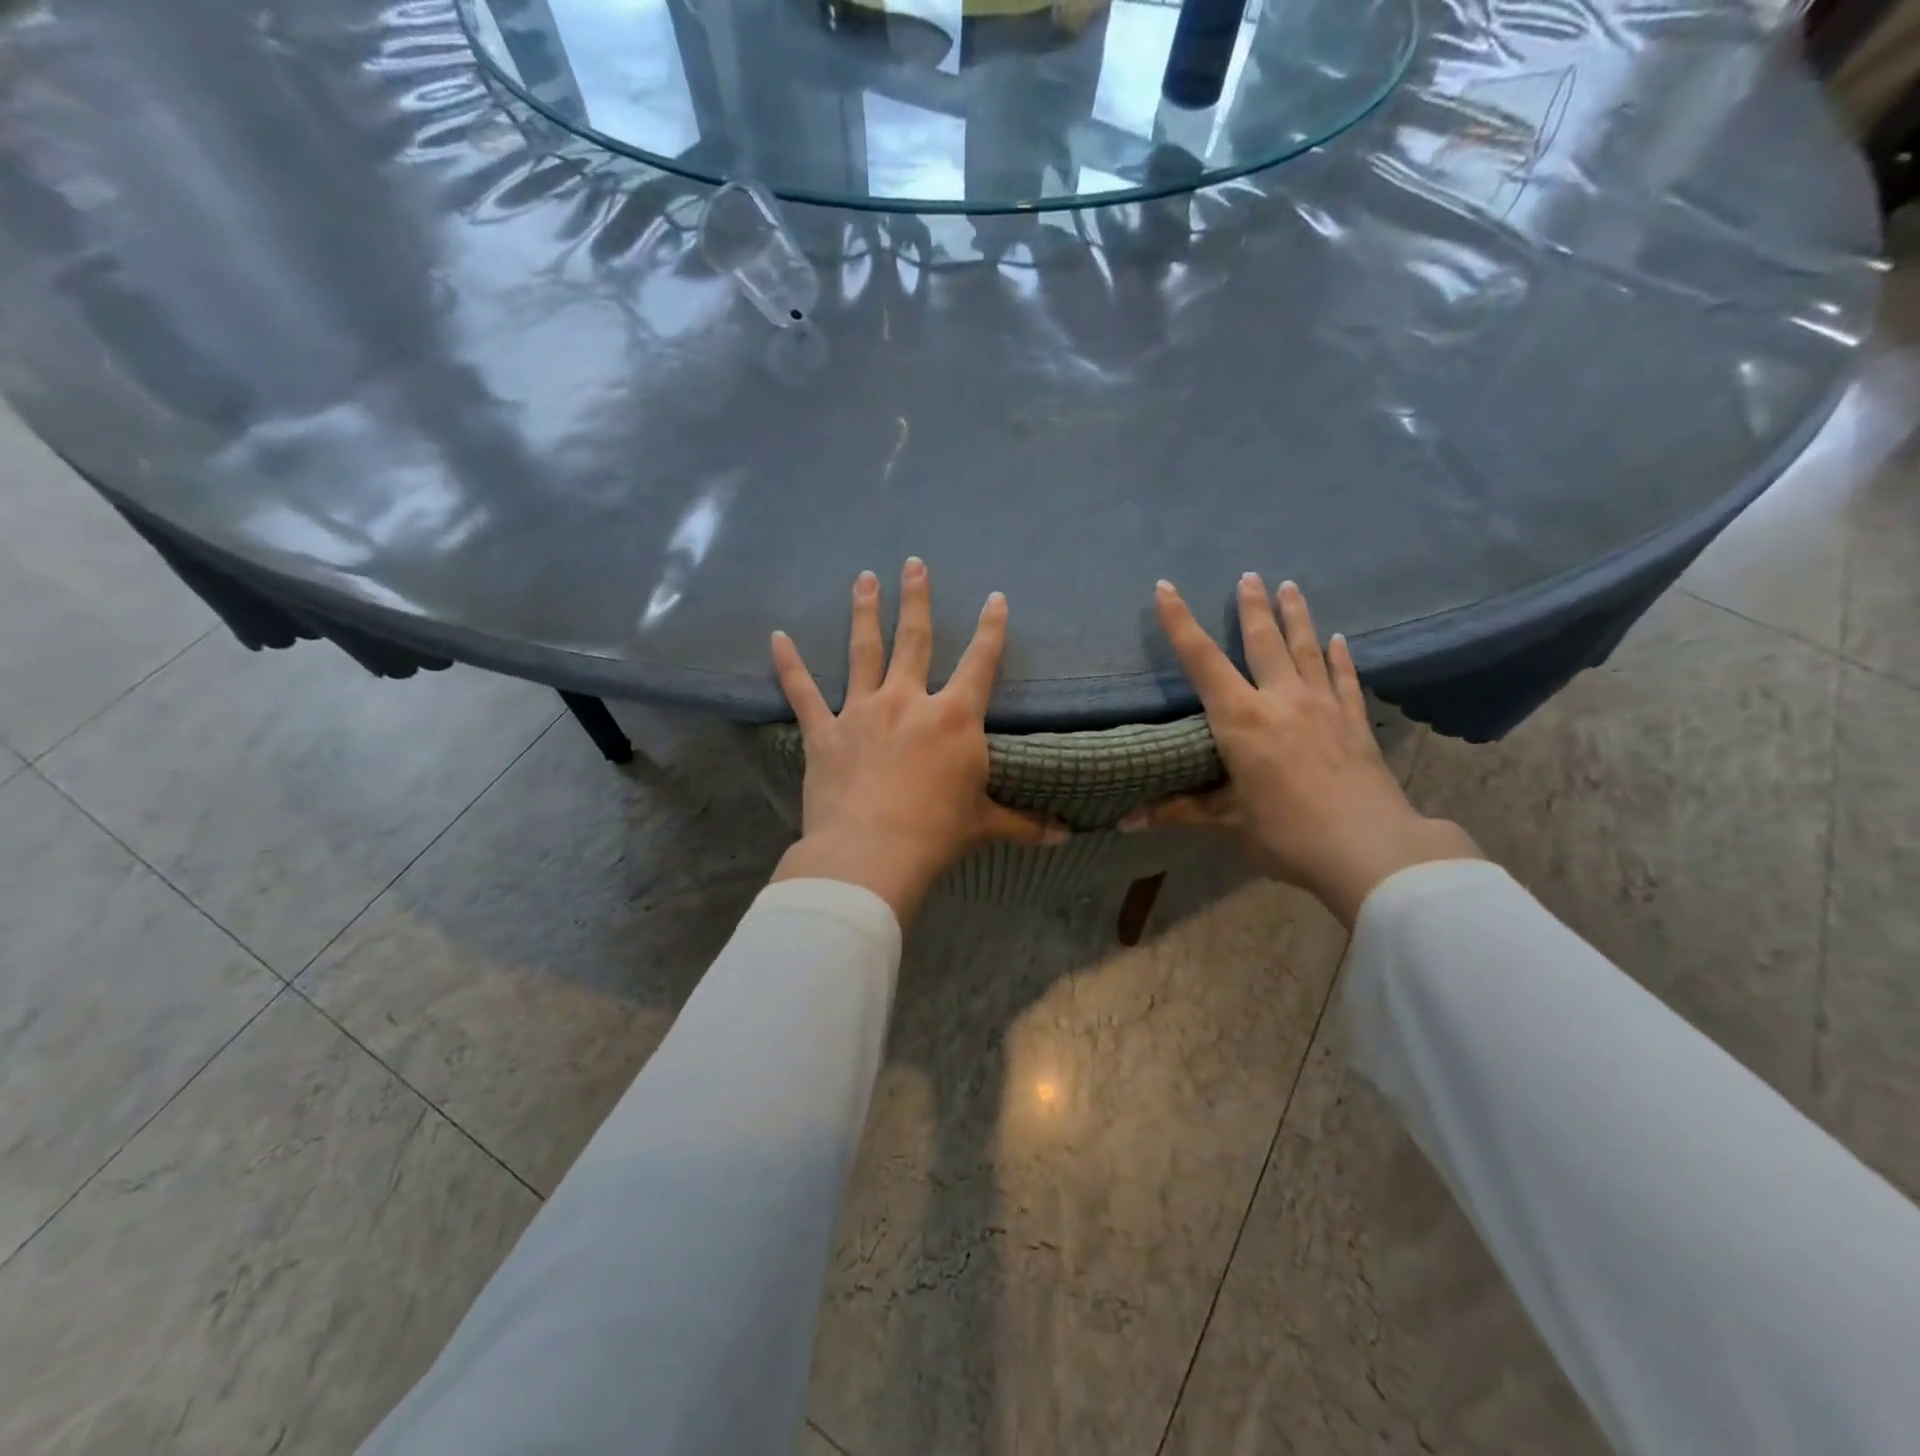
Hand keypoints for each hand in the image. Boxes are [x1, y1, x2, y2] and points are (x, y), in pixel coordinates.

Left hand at [769, 558, 1066, 925]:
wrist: (871, 854)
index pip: (979, 662)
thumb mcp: (984, 825)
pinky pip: (803, 692)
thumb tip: (1065, 836)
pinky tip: (777, 638)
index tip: (995, 598)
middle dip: (916, 599)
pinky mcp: (824, 732)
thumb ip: (1023, 823)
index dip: (991, 629)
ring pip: (863, 651)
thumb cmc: (935, 834)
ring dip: (864, 611)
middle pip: (914, 639)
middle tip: (912, 563)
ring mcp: (862, 712)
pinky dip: (789, 665)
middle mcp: (908, 701)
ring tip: (864, 578)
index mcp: (954, 718)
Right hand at [1125, 575, 1479, 926]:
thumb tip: (1122, 822)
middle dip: (1252, 606)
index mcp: (1241, 719)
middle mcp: (1281, 700)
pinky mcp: (1355, 722)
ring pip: (1306, 649)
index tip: (1166, 588)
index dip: (1180, 622)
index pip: (1202, 660)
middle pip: (1263, 641)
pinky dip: (1340, 657)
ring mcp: (1324, 706)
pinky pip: (1346, 679)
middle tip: (1248, 574)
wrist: (1371, 851)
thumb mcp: (1227, 822)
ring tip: (1289, 585)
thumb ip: (1178, 811)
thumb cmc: (1287, 834)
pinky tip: (1339, 639)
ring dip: (1296, 616)